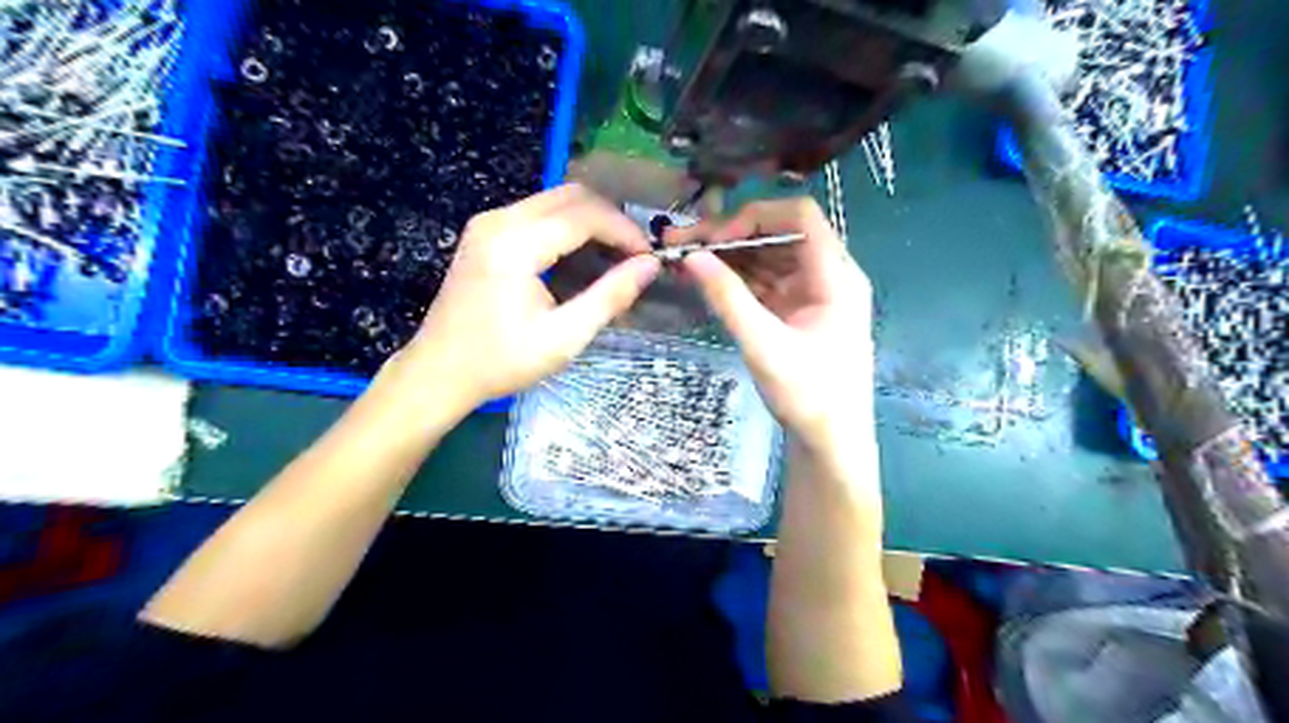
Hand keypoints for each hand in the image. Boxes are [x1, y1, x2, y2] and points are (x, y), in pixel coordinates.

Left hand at [395, 184, 658, 409]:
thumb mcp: (564, 337)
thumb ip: (610, 297)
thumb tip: (650, 266)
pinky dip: (568, 226)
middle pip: (571, 195)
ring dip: (591, 220)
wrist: (439, 371)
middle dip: (611, 219)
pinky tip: (581, 256)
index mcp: (515, 245)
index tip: (649, 256)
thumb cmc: (501, 361)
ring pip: (555, 199)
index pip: (584, 215)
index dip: (624, 231)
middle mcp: (499, 220)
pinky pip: (537, 212)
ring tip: (614, 256)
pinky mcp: (485, 232)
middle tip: (634, 254)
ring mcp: (488, 222)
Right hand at [674, 194, 875, 447]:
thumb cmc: (808, 396)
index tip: (713, 237)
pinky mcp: (798, 311)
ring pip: (769, 257)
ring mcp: (813, 293)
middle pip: (779, 235)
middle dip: (730, 235)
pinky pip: (766, 282)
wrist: (831, 442)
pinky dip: (737, 279)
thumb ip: (728, 298)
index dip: (754, 217)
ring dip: (729, 256)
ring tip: (684, 259)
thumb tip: (691, 257)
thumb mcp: (764, 346)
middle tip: (681, 243)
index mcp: (836, 276)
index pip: (799, 217)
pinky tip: (706, 279)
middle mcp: (828, 275)